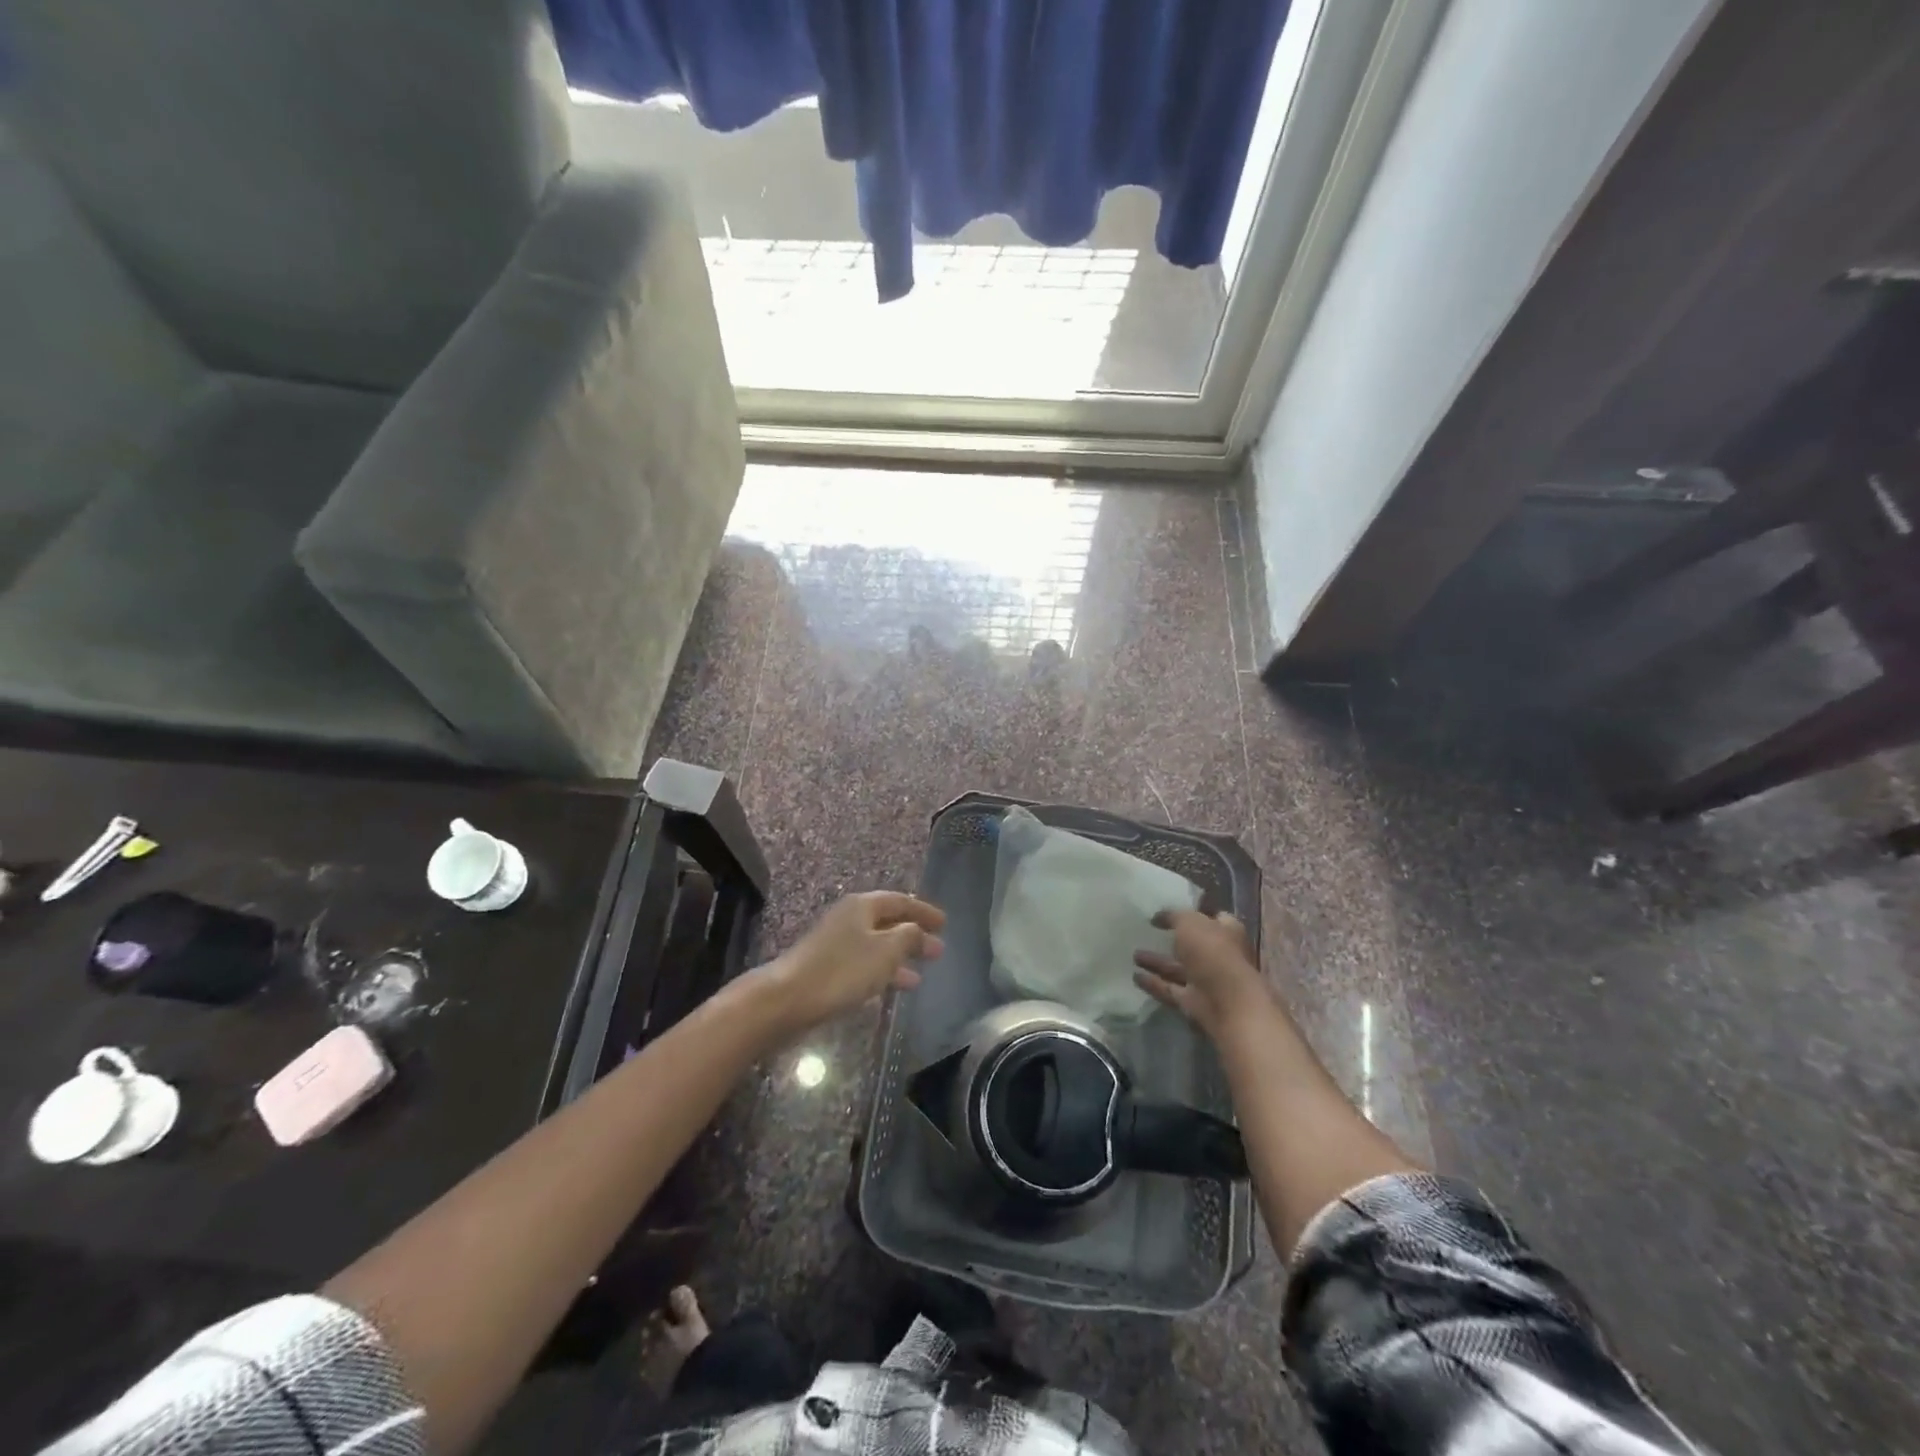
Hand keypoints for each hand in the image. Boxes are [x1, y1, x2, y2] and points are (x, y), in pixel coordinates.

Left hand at [761, 891, 944, 1036]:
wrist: (788, 998)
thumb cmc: (842, 970)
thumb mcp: (885, 951)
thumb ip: (909, 937)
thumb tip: (920, 930)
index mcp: (862, 906)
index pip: (900, 900)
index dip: (923, 911)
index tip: (945, 923)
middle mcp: (849, 918)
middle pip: (888, 922)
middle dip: (913, 936)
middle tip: (937, 950)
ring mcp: (836, 943)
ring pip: (877, 945)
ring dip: (899, 957)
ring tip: (920, 975)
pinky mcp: (827, 967)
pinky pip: (864, 963)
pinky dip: (882, 972)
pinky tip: (892, 988)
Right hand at [1133, 910, 1271, 1042]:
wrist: (1226, 1002)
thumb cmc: (1212, 952)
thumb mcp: (1189, 922)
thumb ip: (1173, 916)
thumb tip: (1158, 917)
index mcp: (1226, 933)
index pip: (1214, 919)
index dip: (1195, 914)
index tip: (1172, 913)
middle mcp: (1219, 956)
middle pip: (1193, 946)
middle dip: (1172, 941)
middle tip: (1148, 934)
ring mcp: (1207, 981)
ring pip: (1178, 969)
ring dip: (1157, 962)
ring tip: (1134, 955)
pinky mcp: (1194, 1002)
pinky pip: (1170, 989)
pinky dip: (1154, 984)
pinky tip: (1135, 977)